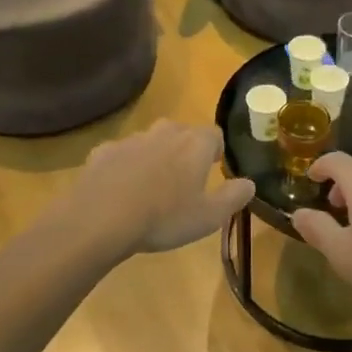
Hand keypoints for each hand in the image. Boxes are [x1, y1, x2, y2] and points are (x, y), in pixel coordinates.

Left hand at [68, 121, 254, 256]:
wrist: (101, 218)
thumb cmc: (164, 217)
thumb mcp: (210, 216)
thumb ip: (234, 196)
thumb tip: (250, 183)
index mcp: (195, 144)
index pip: (214, 134)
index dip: (216, 150)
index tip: (214, 168)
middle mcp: (164, 132)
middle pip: (181, 132)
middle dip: (185, 150)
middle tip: (184, 178)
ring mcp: (131, 139)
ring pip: (150, 142)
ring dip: (154, 157)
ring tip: (151, 187)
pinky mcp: (103, 152)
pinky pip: (120, 155)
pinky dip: (124, 167)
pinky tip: (120, 191)